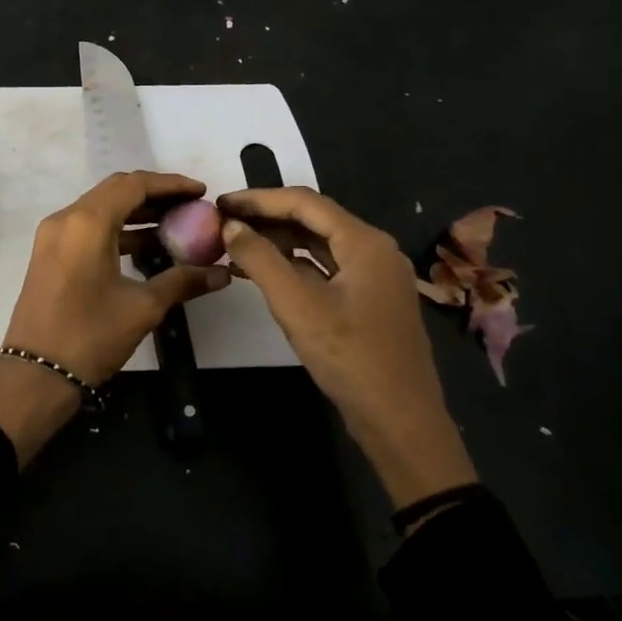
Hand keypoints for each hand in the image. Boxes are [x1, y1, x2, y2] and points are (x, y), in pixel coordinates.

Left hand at [0, 172, 230, 463]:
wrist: (35, 375)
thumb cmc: (90, 336)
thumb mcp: (142, 307)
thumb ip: (182, 281)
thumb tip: (222, 273)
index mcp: (87, 222)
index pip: (134, 184)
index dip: (171, 184)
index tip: (201, 192)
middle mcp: (66, 219)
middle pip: (116, 191)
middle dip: (155, 195)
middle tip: (191, 206)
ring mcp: (53, 236)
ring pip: (101, 209)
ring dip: (137, 214)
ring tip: (176, 226)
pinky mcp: (50, 254)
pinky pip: (88, 228)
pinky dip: (118, 230)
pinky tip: (147, 248)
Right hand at [218, 186, 476, 506]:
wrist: (401, 422)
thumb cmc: (350, 358)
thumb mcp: (296, 305)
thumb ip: (260, 259)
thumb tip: (230, 225)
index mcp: (365, 242)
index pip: (304, 202)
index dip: (258, 199)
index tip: (220, 202)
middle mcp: (374, 250)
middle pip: (314, 220)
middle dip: (267, 218)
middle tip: (223, 222)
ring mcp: (375, 276)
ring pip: (319, 245)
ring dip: (279, 242)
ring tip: (236, 244)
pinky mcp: (369, 301)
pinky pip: (326, 269)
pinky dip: (294, 266)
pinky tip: (264, 272)